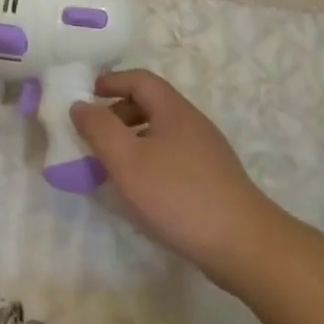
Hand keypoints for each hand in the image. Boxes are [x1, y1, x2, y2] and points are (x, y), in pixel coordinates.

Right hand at [69, 69, 280, 285]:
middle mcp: (192, 123)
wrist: (243, 244)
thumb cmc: (178, 195)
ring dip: (131, 141)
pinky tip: (140, 191)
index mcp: (173, 110)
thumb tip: (80, 104)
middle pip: (150, 104)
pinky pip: (172, 157)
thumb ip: (99, 129)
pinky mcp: (212, 179)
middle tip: (93, 137)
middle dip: (117, 114)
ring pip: (160, 133)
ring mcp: (206, 152)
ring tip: (110, 167)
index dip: (110, 82)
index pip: (139, 79)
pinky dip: (148, 161)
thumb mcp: (127, 160)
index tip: (85, 97)